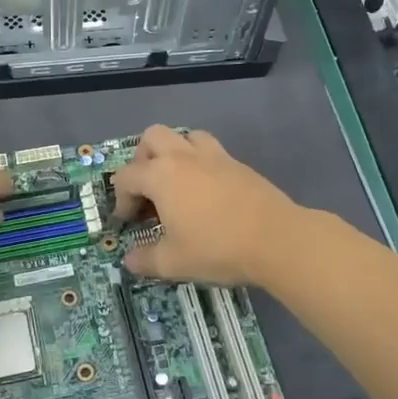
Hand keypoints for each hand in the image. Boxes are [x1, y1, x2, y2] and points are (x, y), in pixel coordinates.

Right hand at [112, 125, 300, 286]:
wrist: (276, 240)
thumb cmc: (217, 248)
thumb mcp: (174, 262)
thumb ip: (146, 260)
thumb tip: (130, 260)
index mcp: (161, 175)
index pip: (126, 176)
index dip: (121, 199)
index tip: (128, 222)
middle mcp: (184, 157)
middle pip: (152, 138)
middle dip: (142, 160)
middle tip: (147, 191)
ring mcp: (214, 156)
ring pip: (185, 136)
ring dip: (174, 152)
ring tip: (177, 183)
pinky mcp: (238, 164)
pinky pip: (210, 150)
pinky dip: (200, 162)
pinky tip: (206, 191)